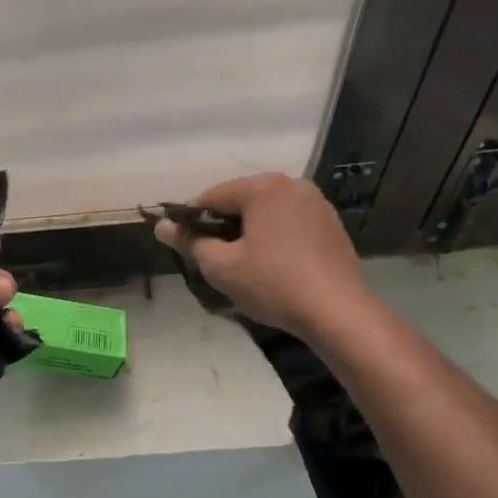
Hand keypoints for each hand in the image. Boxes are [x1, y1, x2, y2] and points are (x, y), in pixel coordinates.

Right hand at [153, 173, 363, 339]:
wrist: (337, 311)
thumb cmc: (272, 284)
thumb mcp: (221, 266)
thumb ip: (189, 242)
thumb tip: (161, 226)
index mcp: (263, 187)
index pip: (212, 196)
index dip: (191, 220)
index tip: (183, 245)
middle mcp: (292, 185)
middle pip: (241, 201)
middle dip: (222, 225)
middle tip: (211, 258)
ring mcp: (316, 203)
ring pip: (266, 213)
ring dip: (248, 232)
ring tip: (240, 263)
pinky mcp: (330, 225)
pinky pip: (289, 223)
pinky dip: (273, 237)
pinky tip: (271, 265)